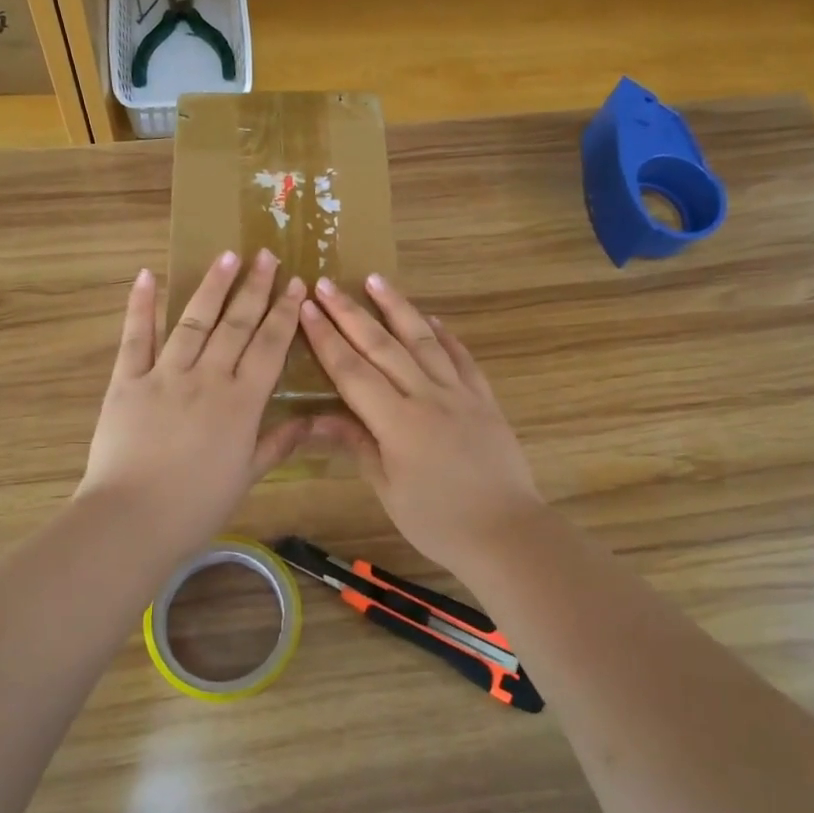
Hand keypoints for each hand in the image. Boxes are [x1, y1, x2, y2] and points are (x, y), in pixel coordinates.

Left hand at [77, 249, 309, 557]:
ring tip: (227, 255)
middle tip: (267, 255)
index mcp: (241, 403)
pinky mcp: (126, 381)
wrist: (132, 520)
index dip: (285, 314)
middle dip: (255, 289)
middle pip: (236, 325)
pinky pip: (135, 337)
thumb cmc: (196, 506)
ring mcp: (164, 375)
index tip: (297, 284)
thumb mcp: (246, 477)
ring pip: (194, 321)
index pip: (270, 347)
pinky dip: (141, 305)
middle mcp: (207, 379)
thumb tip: (312, 420)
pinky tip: (148, 275)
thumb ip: (278, 444)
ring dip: (212, 286)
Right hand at [298, 275, 551, 578]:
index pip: (352, 371)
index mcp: (397, 422)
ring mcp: (460, 393)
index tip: (307, 307)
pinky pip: (462, 358)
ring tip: (376, 279)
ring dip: (397, 308)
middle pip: (383, 346)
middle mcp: (427, 396)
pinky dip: (445, 335)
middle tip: (327, 284)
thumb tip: (315, 419)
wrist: (507, 533)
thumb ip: (355, 444)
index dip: (326, 338)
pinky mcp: (484, 399)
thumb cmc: (438, 522)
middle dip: (350, 313)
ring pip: (423, 340)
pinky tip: (431, 319)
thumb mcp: (387, 488)